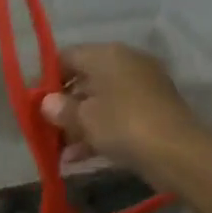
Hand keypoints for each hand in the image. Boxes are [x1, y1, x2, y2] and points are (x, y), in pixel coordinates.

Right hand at [38, 42, 202, 181]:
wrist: (176, 151)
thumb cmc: (122, 125)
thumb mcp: (84, 118)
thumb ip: (62, 109)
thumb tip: (47, 102)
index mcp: (107, 54)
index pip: (68, 56)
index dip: (48, 78)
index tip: (35, 102)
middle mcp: (126, 63)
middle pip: (85, 80)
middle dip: (64, 106)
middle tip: (47, 129)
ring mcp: (142, 88)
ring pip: (101, 103)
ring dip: (79, 125)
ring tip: (61, 152)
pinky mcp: (152, 112)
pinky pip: (117, 118)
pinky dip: (99, 133)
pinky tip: (79, 158)